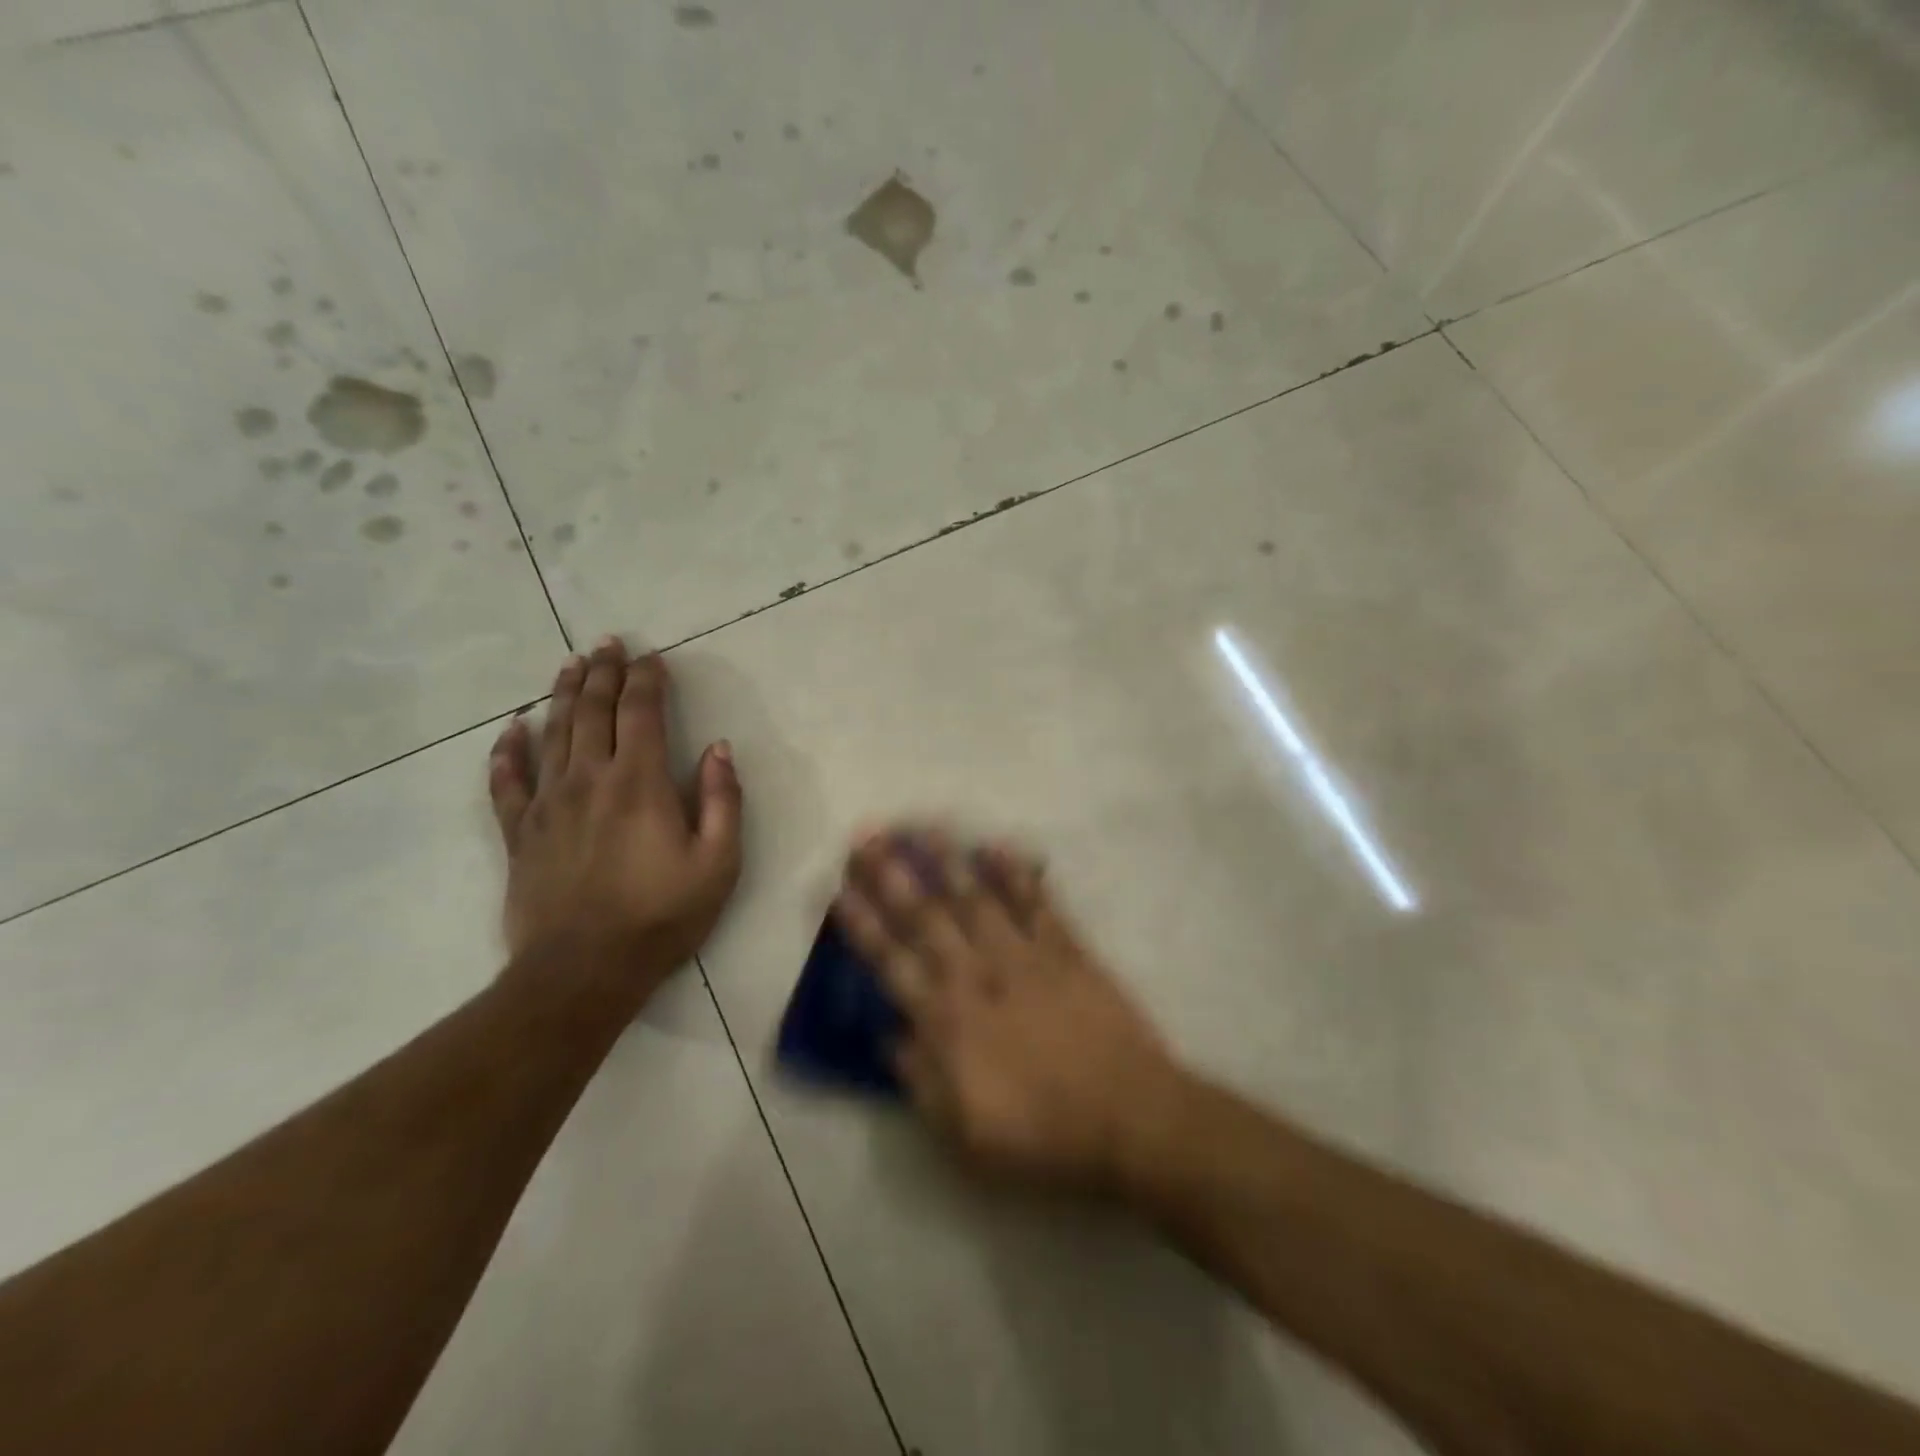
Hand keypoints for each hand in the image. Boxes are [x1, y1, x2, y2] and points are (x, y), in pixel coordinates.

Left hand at [488, 637, 742, 1006]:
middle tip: (608, 643)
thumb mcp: (718, 862)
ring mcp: (547, 803)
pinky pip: (506, 781)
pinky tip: (511, 730)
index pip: (641, 713)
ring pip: (552, 733)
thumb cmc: (662, 915)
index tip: (652, 657)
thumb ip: (722, 800)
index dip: (647, 680)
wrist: (584, 970)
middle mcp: (588, 779)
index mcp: (638, 782)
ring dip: (562, 694)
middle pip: (592, 711)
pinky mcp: (518, 832)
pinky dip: (507, 751)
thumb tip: (718, 749)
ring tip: (570, 664)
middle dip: (604, 672)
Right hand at [832, 830, 1183, 1189]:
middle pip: (926, 917)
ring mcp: (1024, 957)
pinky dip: (1018, 874)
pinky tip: (998, 847)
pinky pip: (1037, 904)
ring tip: (921, 827)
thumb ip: (920, 1082)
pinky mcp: (1067, 950)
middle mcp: (977, 977)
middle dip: (891, 875)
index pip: (891, 963)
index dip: (861, 925)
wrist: (1128, 1119)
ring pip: (977, 899)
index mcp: (947, 1022)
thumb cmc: (1042, 1136)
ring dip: (947, 860)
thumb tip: (890, 1037)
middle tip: (866, 837)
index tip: (837, 889)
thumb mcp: (963, 1134)